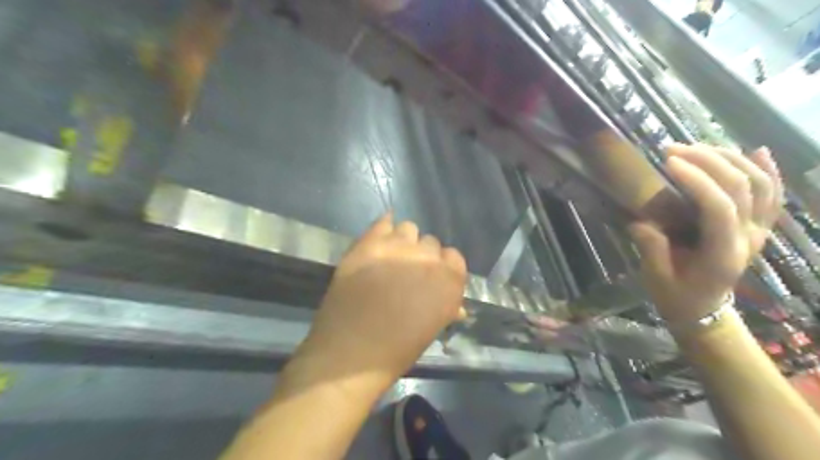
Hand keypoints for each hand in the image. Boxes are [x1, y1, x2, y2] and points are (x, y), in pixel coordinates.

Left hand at [300, 216, 466, 384]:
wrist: (351, 352)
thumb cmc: (397, 350)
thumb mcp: (431, 330)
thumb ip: (445, 308)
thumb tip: (454, 305)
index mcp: (450, 280)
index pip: (454, 257)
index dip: (442, 268)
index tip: (430, 279)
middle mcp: (428, 258)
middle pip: (430, 243)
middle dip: (421, 256)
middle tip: (406, 273)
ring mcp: (398, 247)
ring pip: (408, 228)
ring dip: (403, 241)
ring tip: (390, 258)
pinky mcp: (369, 243)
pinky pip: (383, 221)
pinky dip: (383, 228)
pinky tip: (379, 239)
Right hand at [629, 141, 783, 322]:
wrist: (703, 309)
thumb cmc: (676, 296)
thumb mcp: (656, 277)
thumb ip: (652, 248)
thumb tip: (641, 220)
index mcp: (723, 253)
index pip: (719, 207)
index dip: (696, 180)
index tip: (668, 162)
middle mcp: (749, 238)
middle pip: (742, 187)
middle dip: (708, 161)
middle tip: (673, 149)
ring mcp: (759, 231)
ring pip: (760, 184)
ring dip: (730, 159)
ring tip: (697, 147)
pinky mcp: (758, 227)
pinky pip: (773, 194)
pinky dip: (768, 170)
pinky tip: (757, 150)